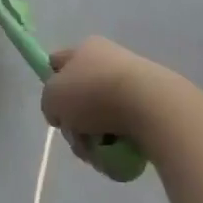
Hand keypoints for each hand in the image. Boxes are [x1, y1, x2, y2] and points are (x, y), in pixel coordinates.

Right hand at [42, 36, 186, 155]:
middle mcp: (110, 61)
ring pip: (102, 118)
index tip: (55, 108)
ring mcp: (133, 84)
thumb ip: (49, 104)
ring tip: (100, 153)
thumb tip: (62, 113)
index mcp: (86, 49)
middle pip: (81, 97)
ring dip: (96, 140)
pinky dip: (119, 145)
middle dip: (76, 124)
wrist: (151, 107)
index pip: (59, 62)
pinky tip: (120, 153)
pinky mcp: (152, 107)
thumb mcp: (53, 98)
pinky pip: (126, 130)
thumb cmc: (94, 94)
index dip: (52, 83)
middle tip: (78, 139)